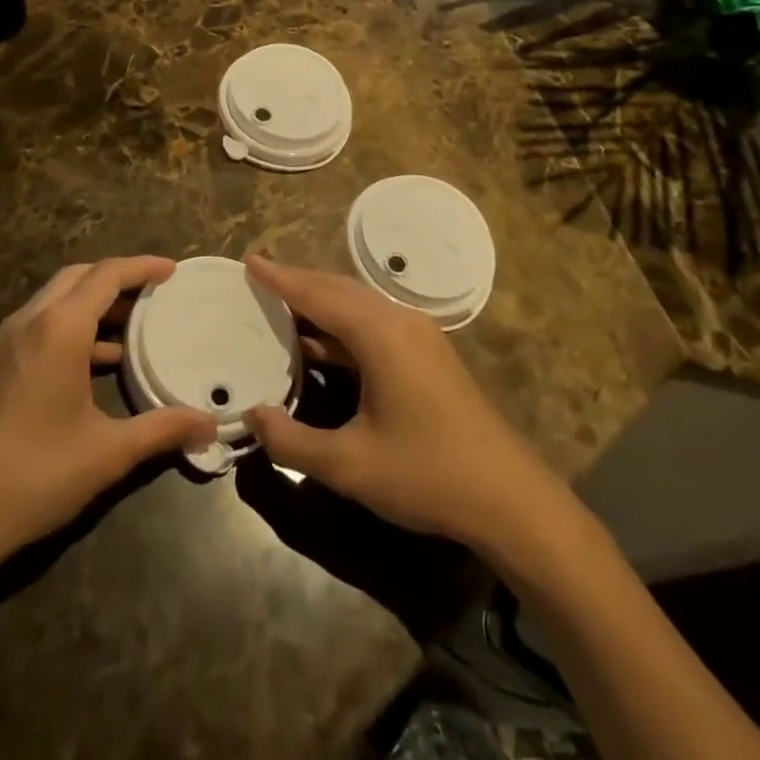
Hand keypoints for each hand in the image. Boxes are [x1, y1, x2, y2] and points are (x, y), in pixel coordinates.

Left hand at [0, 257, 216, 563]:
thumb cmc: (37, 473)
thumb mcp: (108, 452)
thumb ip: (162, 430)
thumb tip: (210, 426)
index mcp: (60, 328)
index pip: (107, 274)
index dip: (142, 267)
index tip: (172, 270)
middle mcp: (31, 320)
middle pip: (79, 276)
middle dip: (117, 277)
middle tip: (153, 292)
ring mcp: (8, 341)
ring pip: (57, 298)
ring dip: (93, 301)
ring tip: (133, 323)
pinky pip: (43, 323)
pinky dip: (74, 324)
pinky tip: (97, 362)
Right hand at [243, 256, 565, 553]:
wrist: (510, 499)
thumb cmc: (427, 474)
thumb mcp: (350, 465)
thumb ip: (293, 442)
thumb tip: (253, 416)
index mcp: (380, 334)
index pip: (319, 295)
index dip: (281, 279)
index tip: (249, 260)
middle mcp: (400, 321)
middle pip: (339, 289)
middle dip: (299, 282)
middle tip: (260, 277)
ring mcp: (418, 336)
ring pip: (359, 305)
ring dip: (321, 301)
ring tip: (282, 303)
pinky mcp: (428, 354)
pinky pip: (374, 323)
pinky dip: (341, 324)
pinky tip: (320, 343)